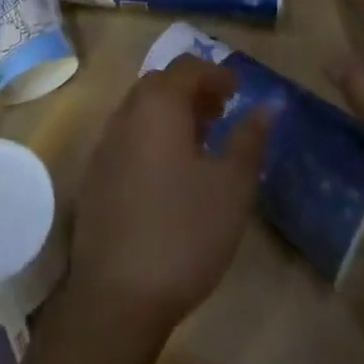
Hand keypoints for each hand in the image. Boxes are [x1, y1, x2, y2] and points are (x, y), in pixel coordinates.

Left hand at [65, 56, 268, 334]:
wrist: (117, 296)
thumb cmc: (184, 232)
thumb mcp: (231, 187)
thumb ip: (249, 139)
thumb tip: (268, 105)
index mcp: (158, 105)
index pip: (187, 67)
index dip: (215, 73)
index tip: (238, 92)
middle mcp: (126, 113)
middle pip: (160, 84)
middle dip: (192, 91)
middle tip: (221, 114)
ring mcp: (104, 144)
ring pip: (141, 111)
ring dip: (171, 114)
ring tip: (201, 143)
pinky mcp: (95, 175)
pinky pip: (127, 137)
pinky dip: (151, 138)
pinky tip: (169, 174)